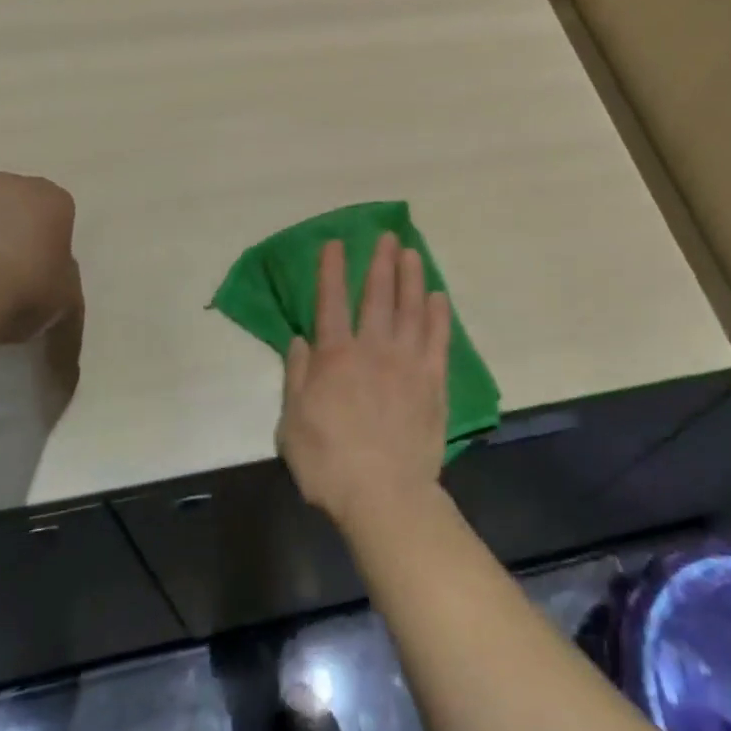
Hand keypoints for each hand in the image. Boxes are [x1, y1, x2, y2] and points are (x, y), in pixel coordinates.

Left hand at [0, 150, 77, 341]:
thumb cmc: (23, 293)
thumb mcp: (64, 300)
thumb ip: (62, 281)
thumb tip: (50, 280)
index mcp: (53, 201)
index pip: (54, 212)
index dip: (44, 241)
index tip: (35, 270)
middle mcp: (12, 184)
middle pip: (12, 201)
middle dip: (6, 226)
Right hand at [277, 232, 450, 529]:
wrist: (384, 495)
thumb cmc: (329, 463)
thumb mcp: (292, 424)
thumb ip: (296, 377)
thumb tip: (300, 340)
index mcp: (335, 356)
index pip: (330, 301)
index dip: (332, 270)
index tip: (335, 243)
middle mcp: (372, 348)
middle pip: (377, 295)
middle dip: (380, 262)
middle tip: (387, 236)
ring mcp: (407, 362)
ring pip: (411, 308)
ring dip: (411, 277)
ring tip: (412, 253)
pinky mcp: (433, 381)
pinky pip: (438, 339)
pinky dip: (438, 315)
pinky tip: (439, 297)